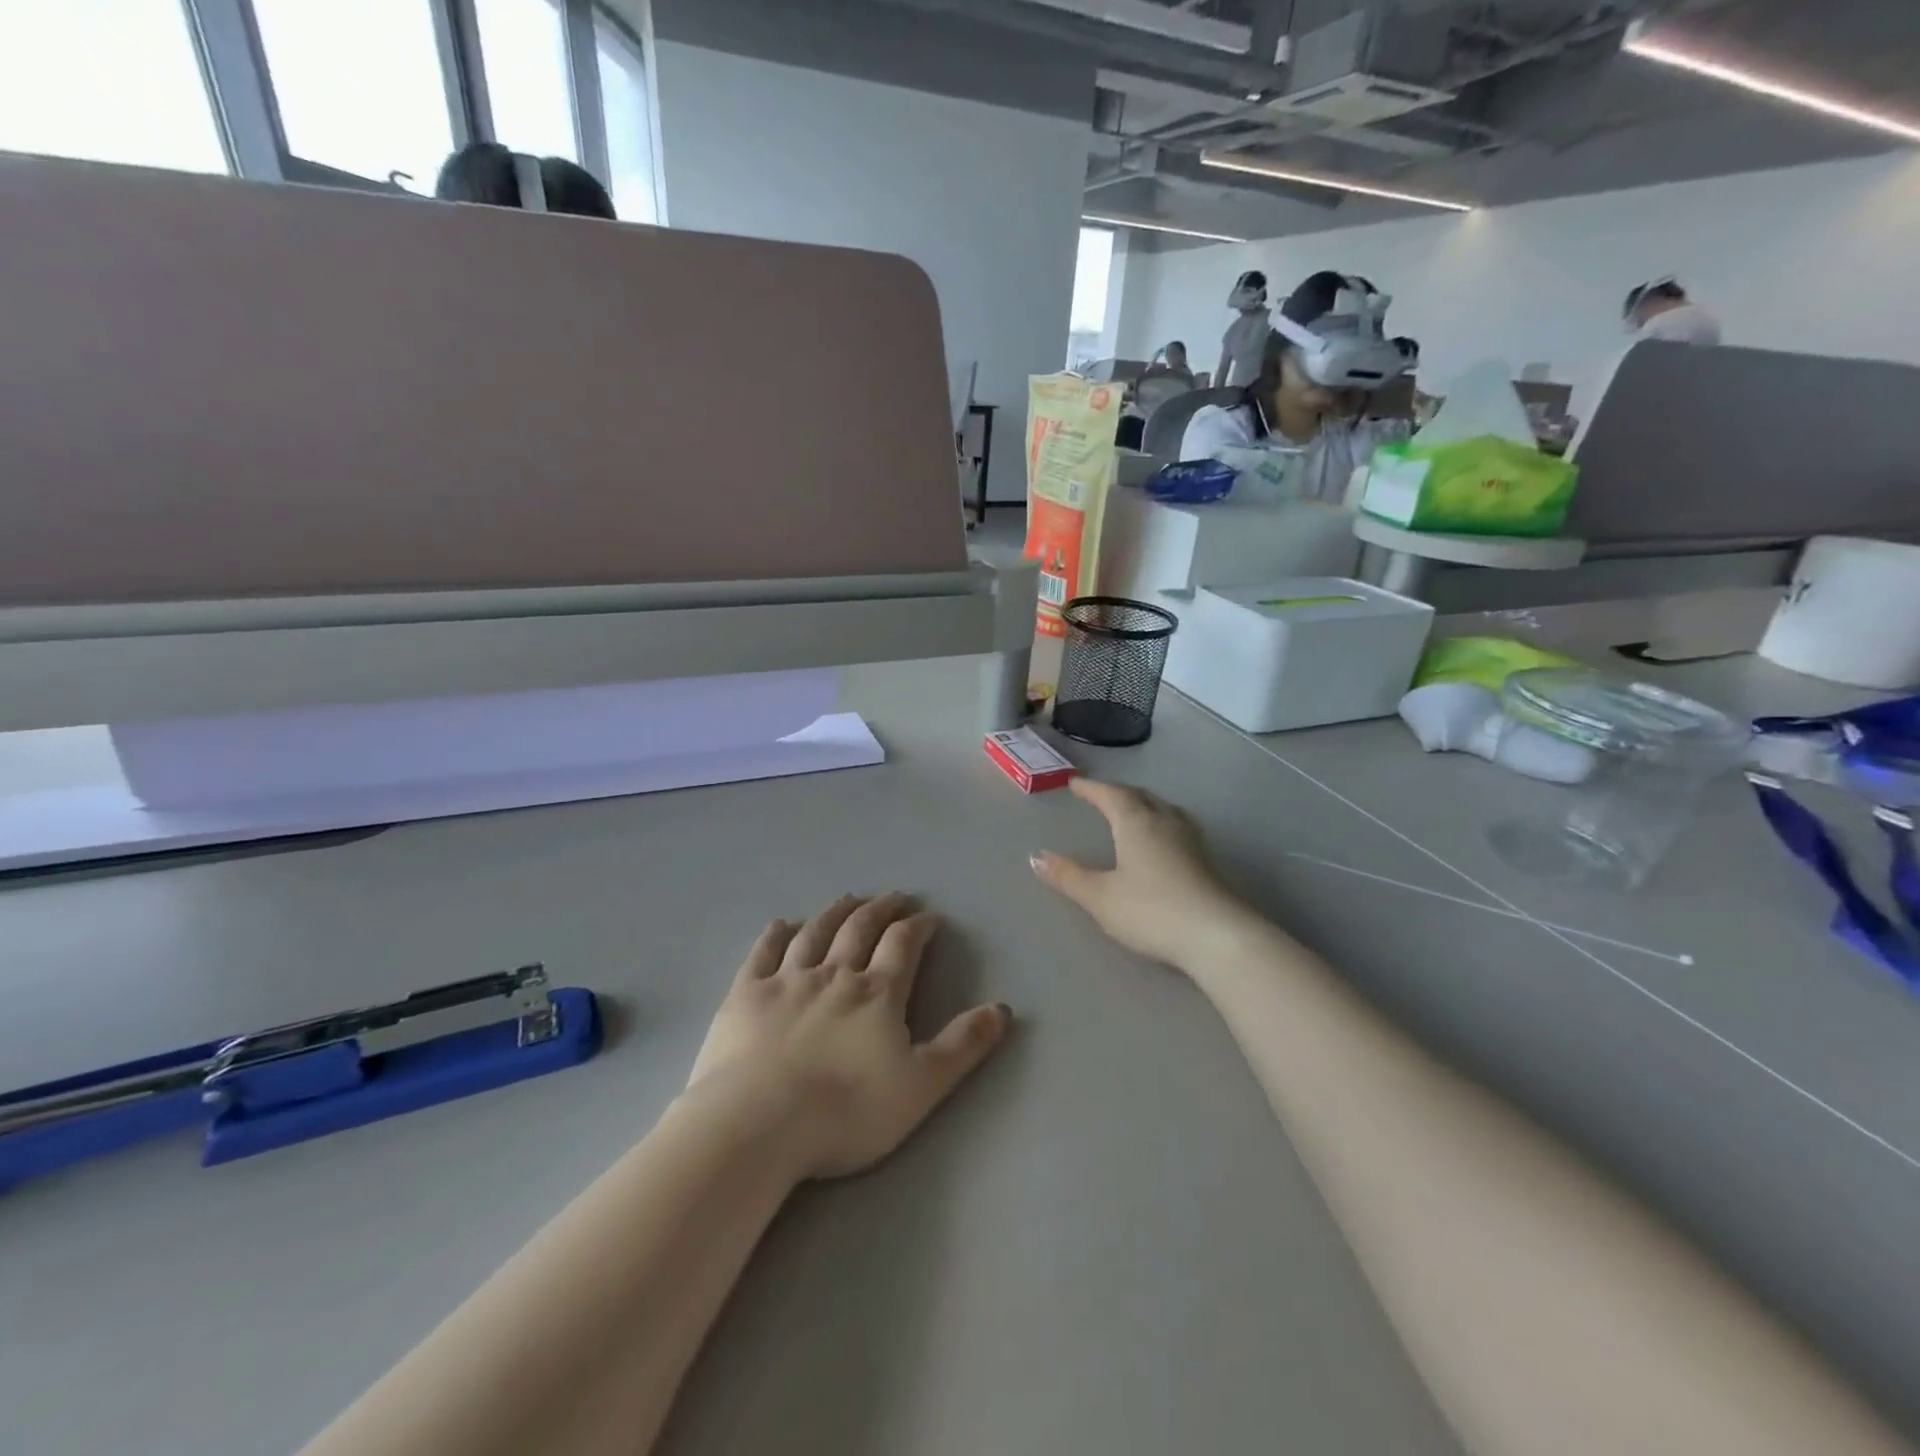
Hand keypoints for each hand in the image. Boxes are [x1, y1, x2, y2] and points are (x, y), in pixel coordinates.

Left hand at [687, 894, 1009, 1180]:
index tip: (929, 916)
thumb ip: (963, 1046)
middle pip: (860, 928)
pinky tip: (783, 924)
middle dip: (882, 909)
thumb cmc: (845, 1112)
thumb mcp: (921, 1086)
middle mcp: (834, 974)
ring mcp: (787, 980)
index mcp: (877, 994)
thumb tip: (1003, 1009)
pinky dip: (776, 934)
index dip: (918, 927)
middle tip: (894, 897)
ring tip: (849, 899)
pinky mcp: (746, 994)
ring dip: (836, 912)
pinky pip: (764, 952)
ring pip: (816, 932)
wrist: (757, 1125)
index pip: (903, 945)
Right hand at [1031, 780, 1248, 969]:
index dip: (1092, 789)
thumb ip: (1068, 876)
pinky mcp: (1206, 861)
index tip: (1076, 784)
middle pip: (1141, 797)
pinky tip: (1164, 840)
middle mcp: (1165, 823)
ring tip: (1134, 810)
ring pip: (1165, 809)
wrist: (1217, 936)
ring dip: (1145, 805)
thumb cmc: (1151, 911)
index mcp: (1136, 823)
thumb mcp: (1101, 897)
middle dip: (1119, 793)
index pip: (1111, 795)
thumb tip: (1036, 856)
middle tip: (1101, 795)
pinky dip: (1162, 823)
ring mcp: (1191, 841)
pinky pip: (1179, 827)